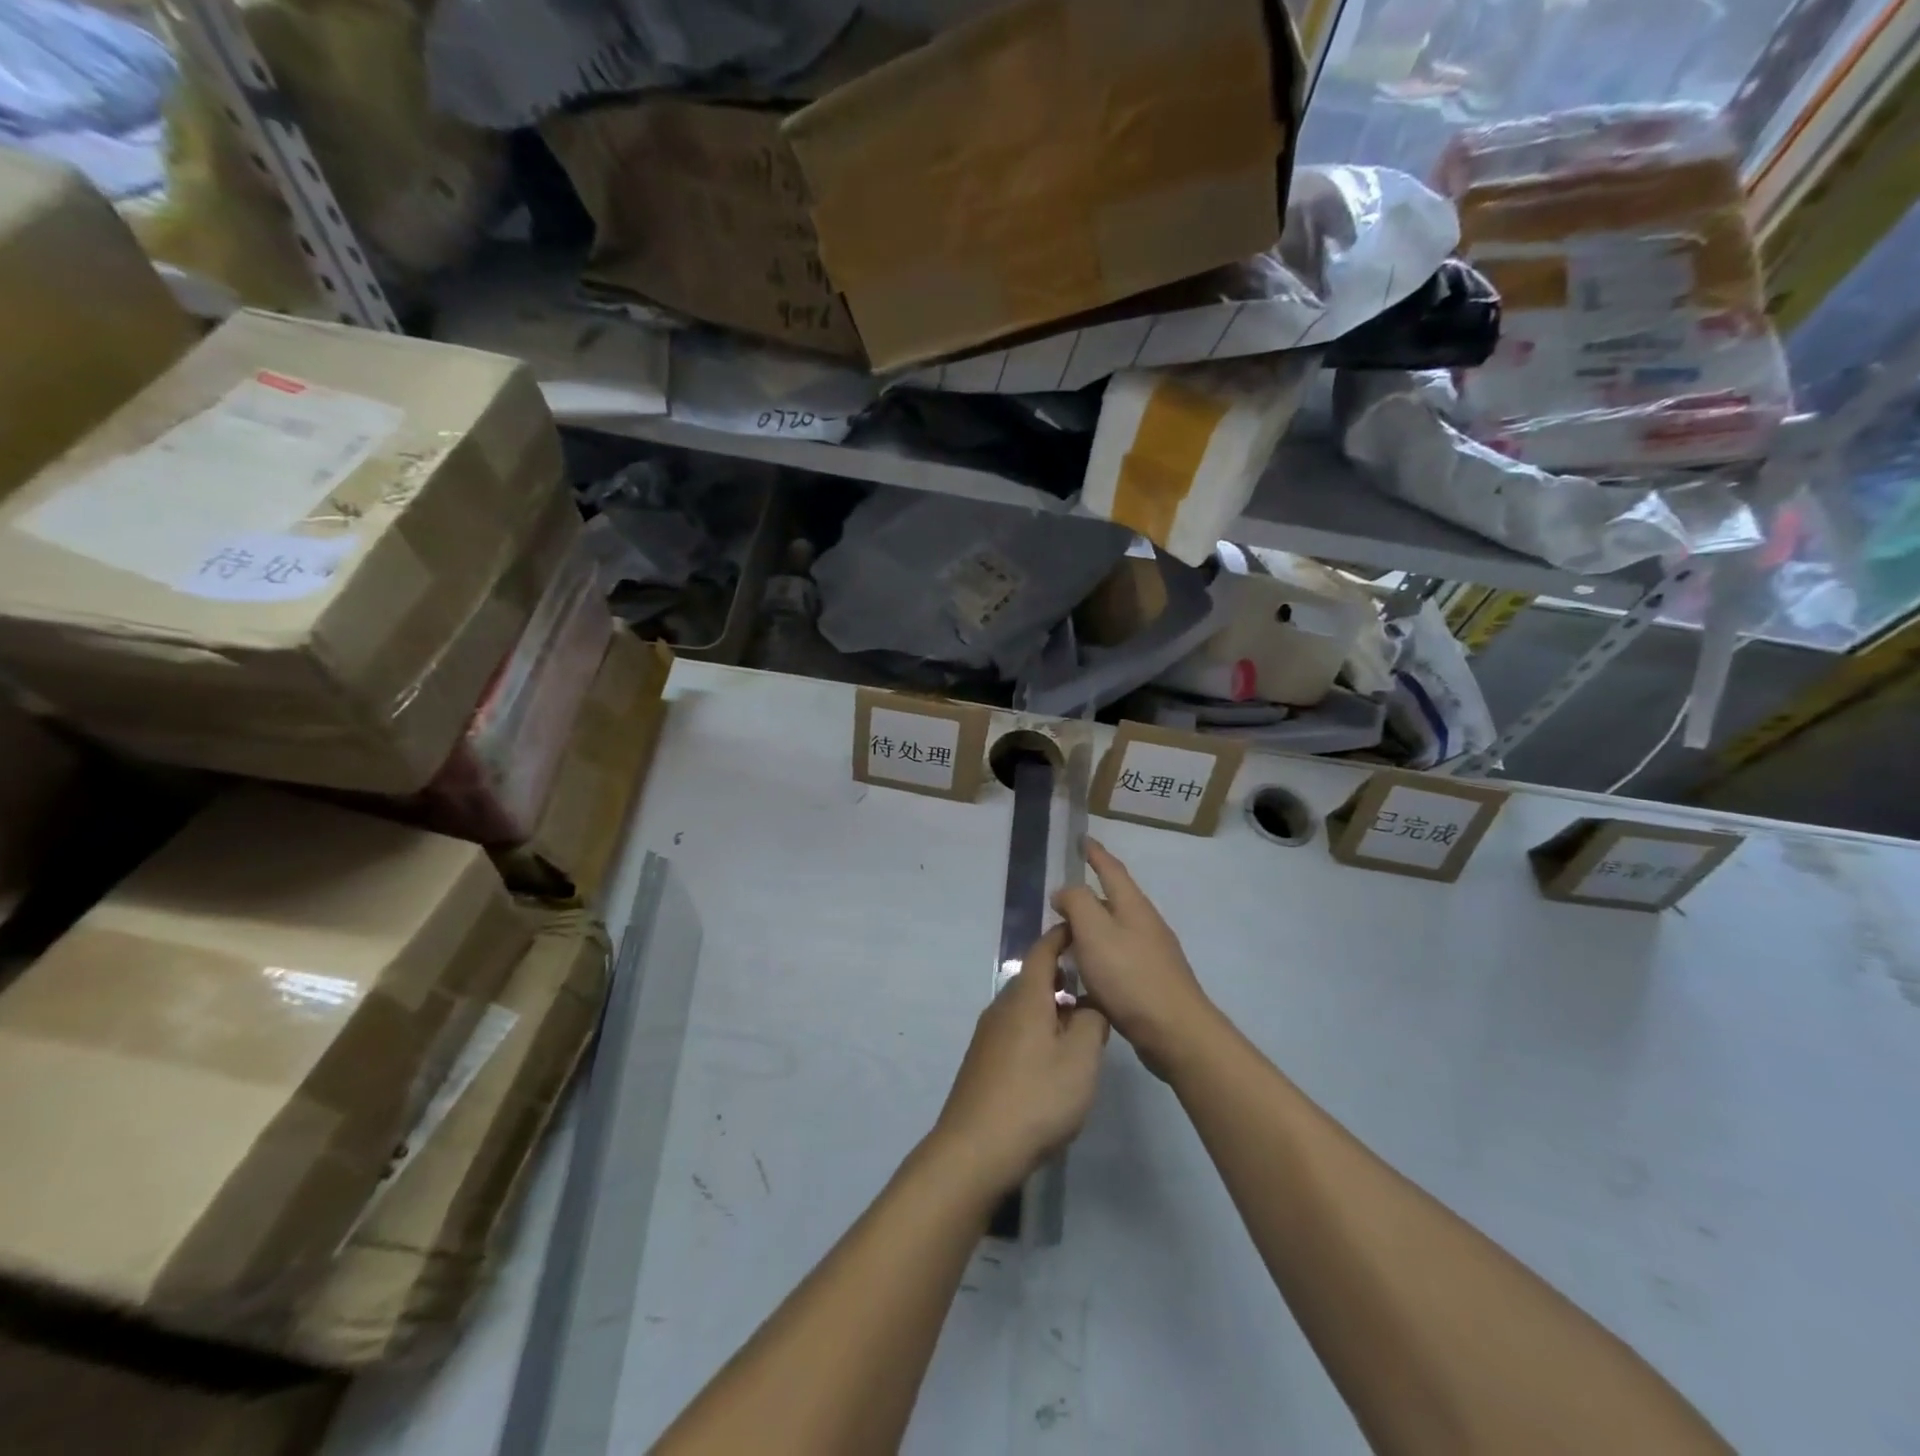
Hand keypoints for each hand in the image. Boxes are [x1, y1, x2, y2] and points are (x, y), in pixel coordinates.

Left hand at [931, 923, 1108, 1197]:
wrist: (975, 1149)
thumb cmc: (1035, 1098)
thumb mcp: (1081, 1059)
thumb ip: (1092, 1023)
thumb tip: (1090, 1006)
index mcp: (1024, 997)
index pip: (1043, 950)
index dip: (1063, 936)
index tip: (1084, 929)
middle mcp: (1001, 1007)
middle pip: (1033, 979)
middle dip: (1063, 976)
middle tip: (1095, 984)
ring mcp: (988, 1035)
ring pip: (1025, 1007)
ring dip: (1052, 1007)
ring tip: (1082, 1024)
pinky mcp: (983, 1062)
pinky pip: (1016, 1030)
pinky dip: (1039, 1030)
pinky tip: (1054, 1059)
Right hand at [1052, 838, 1214, 1079]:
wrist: (1175, 1032)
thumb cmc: (1130, 976)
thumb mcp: (1094, 931)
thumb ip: (1077, 903)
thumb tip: (1065, 892)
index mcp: (1133, 906)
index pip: (1111, 869)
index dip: (1095, 854)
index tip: (1082, 839)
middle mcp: (1145, 924)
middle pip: (1114, 900)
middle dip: (1089, 895)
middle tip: (1060, 898)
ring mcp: (1151, 954)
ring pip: (1114, 931)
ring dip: (1091, 929)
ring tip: (1065, 936)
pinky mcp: (1149, 983)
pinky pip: (1116, 959)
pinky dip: (1096, 959)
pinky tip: (1082, 976)